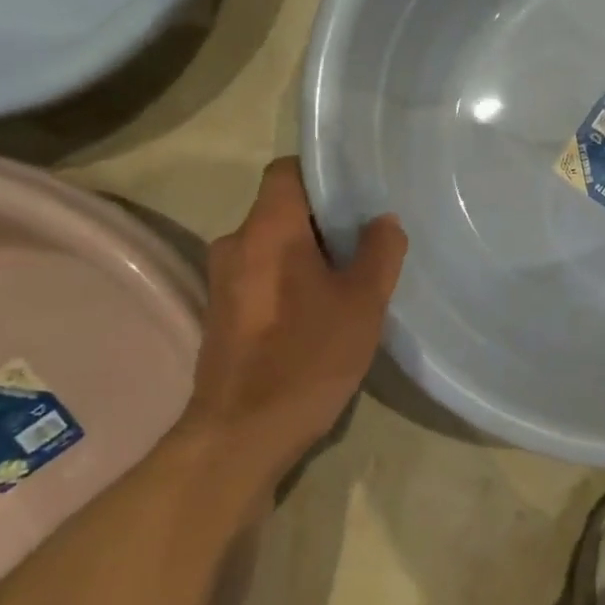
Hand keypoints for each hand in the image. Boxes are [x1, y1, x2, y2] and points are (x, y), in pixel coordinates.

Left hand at [179, 158, 405, 472]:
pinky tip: (319, 312)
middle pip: (282, 210)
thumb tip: (383, 221)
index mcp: (268, 229)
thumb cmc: (308, 357)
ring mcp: (222, 280)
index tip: (358, 196)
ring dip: (308, 254)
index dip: (323, 175)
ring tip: (349, 279)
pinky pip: (261, 276)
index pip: (287, 170)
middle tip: (367, 242)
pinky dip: (289, 281)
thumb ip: (380, 252)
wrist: (242, 434)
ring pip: (272, 246)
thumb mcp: (363, 302)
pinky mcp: (221, 313)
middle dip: (324, 221)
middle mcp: (236, 244)